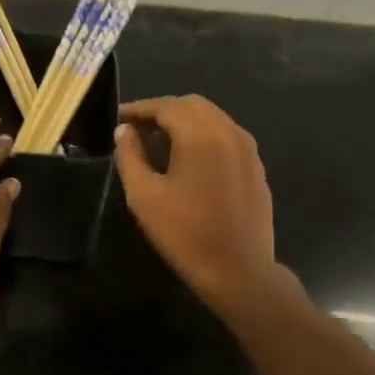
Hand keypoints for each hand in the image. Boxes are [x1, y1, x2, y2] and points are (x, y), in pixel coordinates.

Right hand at [114, 95, 286, 316]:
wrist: (237, 270)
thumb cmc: (184, 233)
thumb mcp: (144, 196)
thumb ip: (130, 156)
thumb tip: (124, 131)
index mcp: (200, 136)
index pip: (166, 106)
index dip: (139, 108)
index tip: (118, 118)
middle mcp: (229, 132)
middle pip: (192, 105)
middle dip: (163, 110)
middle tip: (137, 127)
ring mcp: (248, 149)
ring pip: (213, 117)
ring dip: (185, 121)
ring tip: (160, 140)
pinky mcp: (256, 167)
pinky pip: (227, 136)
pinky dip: (204, 135)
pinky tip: (189, 157)